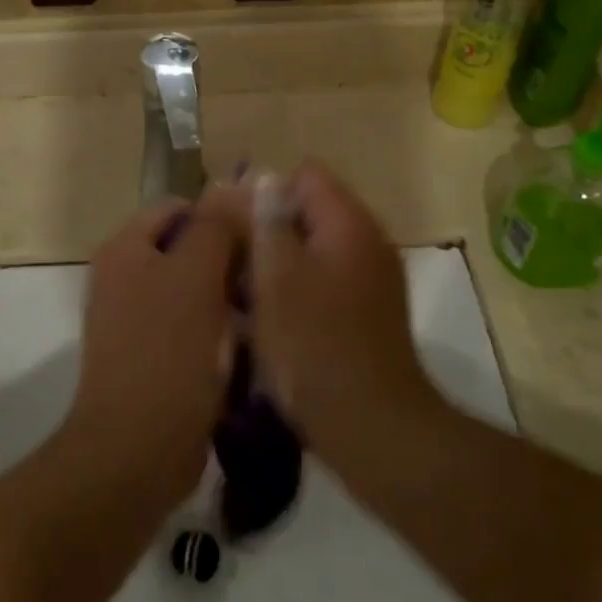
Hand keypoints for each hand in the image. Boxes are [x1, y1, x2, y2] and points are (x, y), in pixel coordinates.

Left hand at [66, 197, 241, 500]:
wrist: (136, 452)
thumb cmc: (167, 354)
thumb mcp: (196, 277)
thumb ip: (215, 225)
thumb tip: (234, 186)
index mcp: (125, 249)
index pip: (180, 207)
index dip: (221, 215)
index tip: (261, 238)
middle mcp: (124, 277)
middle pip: (187, 247)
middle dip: (228, 260)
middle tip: (266, 279)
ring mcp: (135, 320)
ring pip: (195, 289)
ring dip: (228, 298)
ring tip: (262, 314)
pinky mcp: (152, 357)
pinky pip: (192, 327)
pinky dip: (218, 331)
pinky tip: (246, 347)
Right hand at [220, 162, 443, 460]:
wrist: (372, 426)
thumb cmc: (315, 345)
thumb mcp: (276, 276)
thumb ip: (266, 220)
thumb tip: (261, 179)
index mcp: (348, 222)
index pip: (304, 174)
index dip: (263, 191)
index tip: (232, 225)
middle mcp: (366, 241)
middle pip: (307, 211)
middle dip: (265, 230)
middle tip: (228, 262)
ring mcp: (371, 279)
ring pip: (312, 249)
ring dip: (277, 263)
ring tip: (241, 294)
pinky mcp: (367, 313)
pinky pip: (323, 281)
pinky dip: (295, 290)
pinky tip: (269, 321)